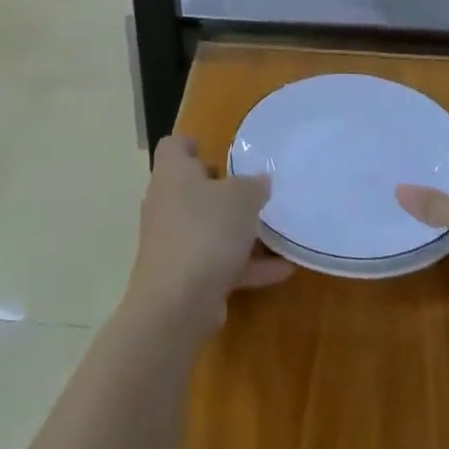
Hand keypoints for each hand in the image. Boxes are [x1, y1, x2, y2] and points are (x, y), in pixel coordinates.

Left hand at [126, 135, 292, 332]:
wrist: (176, 304)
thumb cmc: (206, 231)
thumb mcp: (241, 197)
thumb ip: (253, 185)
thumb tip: (259, 181)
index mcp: (173, 174)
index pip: (173, 147)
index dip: (191, 144)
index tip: (213, 148)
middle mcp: (167, 204)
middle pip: (191, 188)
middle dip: (221, 190)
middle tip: (251, 189)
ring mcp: (173, 243)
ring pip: (207, 228)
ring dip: (238, 231)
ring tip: (274, 231)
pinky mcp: (183, 277)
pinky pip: (218, 263)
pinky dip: (246, 265)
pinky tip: (282, 269)